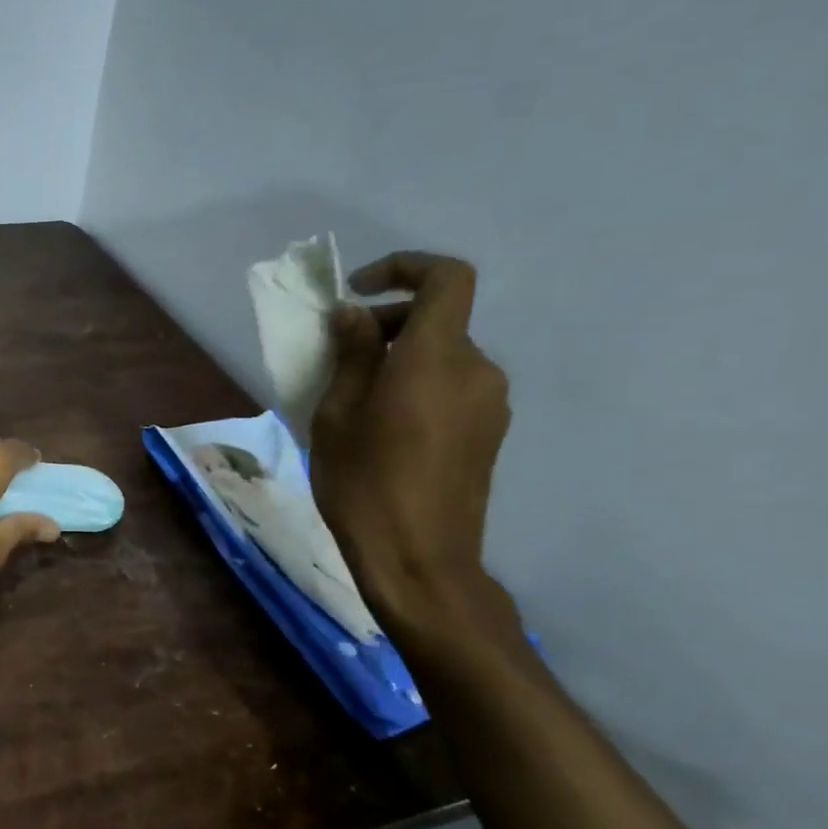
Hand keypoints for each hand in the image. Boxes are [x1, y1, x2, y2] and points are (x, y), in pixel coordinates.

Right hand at [309, 252, 511, 631]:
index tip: (358, 291)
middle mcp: (476, 369)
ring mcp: (490, 403)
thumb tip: (355, 315)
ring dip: (400, 358)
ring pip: (443, 355)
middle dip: (387, 323)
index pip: (447, 278)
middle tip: (338, 355)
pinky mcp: (489, 432)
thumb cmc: (364, 484)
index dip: (405, 268)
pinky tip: (383, 425)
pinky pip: (452, 386)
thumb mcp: (337, 415)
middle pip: (439, 319)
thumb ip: (352, 355)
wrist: (419, 560)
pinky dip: (417, 384)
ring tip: (354, 397)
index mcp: (436, 357)